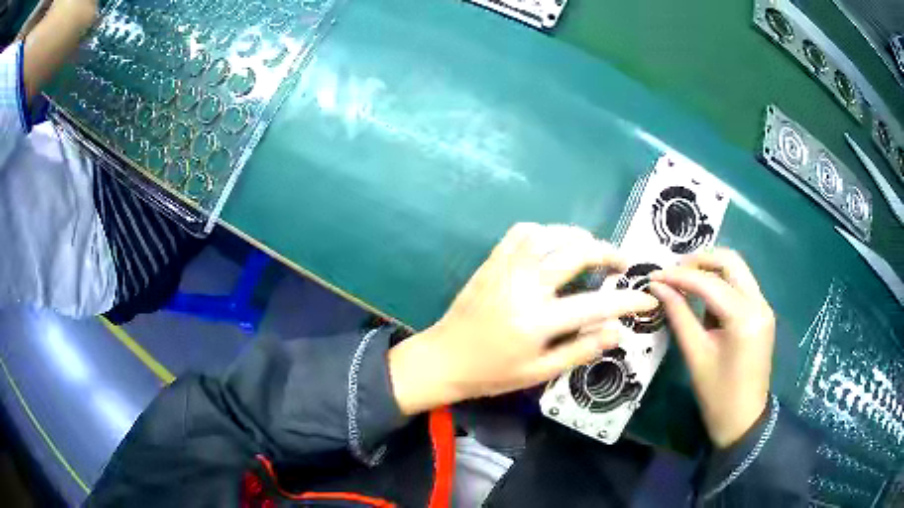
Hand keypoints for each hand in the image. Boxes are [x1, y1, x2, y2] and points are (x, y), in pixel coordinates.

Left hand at [389, 223, 658, 415]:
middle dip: (607, 252)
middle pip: (576, 253)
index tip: (647, 298)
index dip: (628, 301)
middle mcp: (525, 285)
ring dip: (578, 237)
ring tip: (592, 250)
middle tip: (622, 263)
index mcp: (538, 320)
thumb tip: (617, 332)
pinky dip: (545, 231)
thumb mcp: (539, 372)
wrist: (444, 358)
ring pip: (550, 234)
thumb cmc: (492, 373)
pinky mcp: (492, 261)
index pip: (596, 305)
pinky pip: (521, 232)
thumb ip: (580, 350)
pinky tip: (553, 244)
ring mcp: (506, 268)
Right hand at [648, 249, 773, 448]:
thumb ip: (679, 315)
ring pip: (737, 269)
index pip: (710, 283)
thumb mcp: (695, 355)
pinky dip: (721, 283)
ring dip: (711, 269)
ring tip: (684, 281)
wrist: (743, 419)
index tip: (654, 275)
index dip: (680, 276)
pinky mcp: (762, 313)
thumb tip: (658, 286)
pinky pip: (741, 285)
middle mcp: (760, 303)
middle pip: (731, 261)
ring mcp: (764, 306)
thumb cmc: (716, 394)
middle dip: (699, 260)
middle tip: (672, 271)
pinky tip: (704, 296)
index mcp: (744, 318)